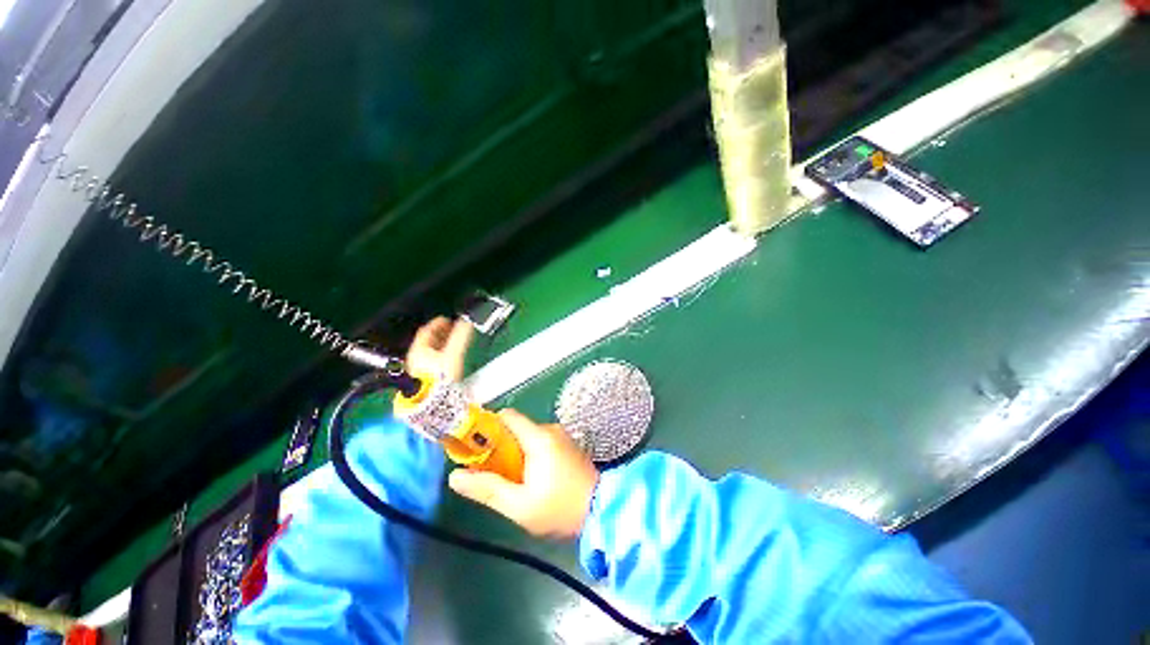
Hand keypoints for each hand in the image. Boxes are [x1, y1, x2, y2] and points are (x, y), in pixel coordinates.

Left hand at [406, 317, 473, 381]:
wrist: (435, 404)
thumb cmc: (440, 378)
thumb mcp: (453, 354)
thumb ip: (461, 336)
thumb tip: (468, 322)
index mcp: (418, 350)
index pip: (426, 331)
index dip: (437, 323)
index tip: (447, 319)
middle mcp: (416, 360)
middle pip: (428, 342)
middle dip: (441, 334)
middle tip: (452, 329)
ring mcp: (420, 372)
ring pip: (430, 353)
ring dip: (442, 346)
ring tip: (454, 343)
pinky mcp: (428, 381)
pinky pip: (434, 363)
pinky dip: (442, 357)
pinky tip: (451, 360)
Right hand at [448, 409, 598, 538]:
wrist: (602, 510)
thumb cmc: (559, 508)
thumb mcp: (519, 506)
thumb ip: (487, 489)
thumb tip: (454, 476)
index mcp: (538, 437)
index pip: (507, 416)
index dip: (488, 427)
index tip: (475, 447)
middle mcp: (550, 429)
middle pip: (516, 428)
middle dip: (500, 447)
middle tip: (491, 473)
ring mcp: (561, 436)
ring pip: (528, 437)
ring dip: (515, 454)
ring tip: (513, 482)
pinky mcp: (567, 445)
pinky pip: (540, 442)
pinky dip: (530, 455)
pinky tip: (532, 479)